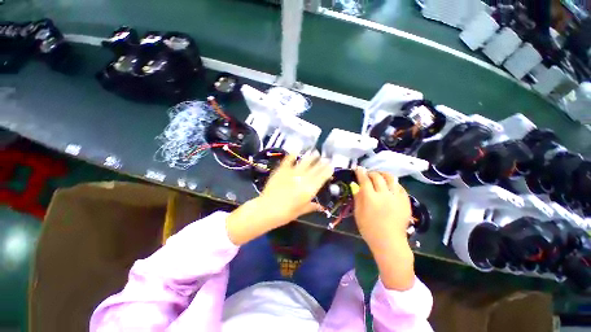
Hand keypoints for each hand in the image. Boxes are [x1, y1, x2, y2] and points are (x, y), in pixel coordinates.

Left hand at [226, 151, 332, 244]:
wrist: (267, 209)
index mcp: (309, 189)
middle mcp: (302, 179)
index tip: (331, 166)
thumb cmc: (285, 213)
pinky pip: (288, 160)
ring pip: (304, 163)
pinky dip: (292, 155)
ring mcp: (292, 173)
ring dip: (311, 157)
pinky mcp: (281, 170)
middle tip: (326, 158)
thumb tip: (321, 207)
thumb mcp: (300, 211)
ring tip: (316, 152)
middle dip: (322, 163)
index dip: (327, 171)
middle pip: (315, 169)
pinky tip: (296, 150)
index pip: (322, 177)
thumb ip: (311, 206)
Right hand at [353, 167, 414, 290]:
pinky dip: (393, 183)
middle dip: (371, 173)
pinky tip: (389, 185)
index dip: (360, 172)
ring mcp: (396, 198)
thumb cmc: (369, 229)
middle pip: (377, 177)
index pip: (364, 180)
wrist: (389, 242)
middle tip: (367, 174)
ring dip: (383, 174)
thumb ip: (357, 197)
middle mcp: (384, 195)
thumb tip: (355, 185)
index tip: (358, 168)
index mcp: (370, 198)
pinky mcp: (405, 201)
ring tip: (379, 176)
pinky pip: (400, 187)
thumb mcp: (358, 213)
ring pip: (391, 178)